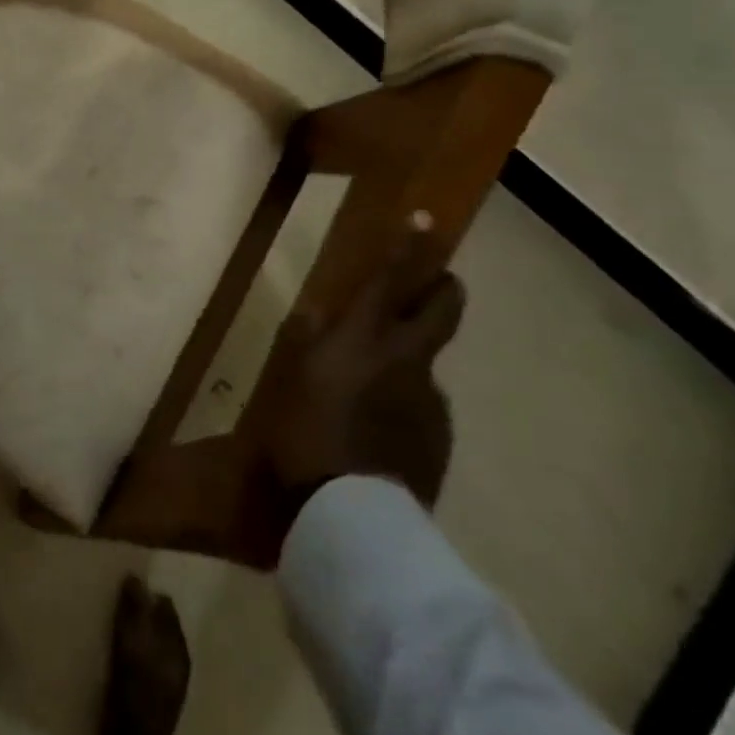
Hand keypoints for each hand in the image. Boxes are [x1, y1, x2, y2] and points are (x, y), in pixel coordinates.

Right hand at [257, 224, 463, 516]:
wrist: (353, 515)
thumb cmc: (305, 432)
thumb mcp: (291, 377)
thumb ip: (308, 339)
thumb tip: (318, 311)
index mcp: (365, 339)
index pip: (392, 281)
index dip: (408, 248)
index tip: (424, 219)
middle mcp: (407, 360)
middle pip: (441, 311)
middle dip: (442, 289)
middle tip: (437, 282)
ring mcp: (429, 400)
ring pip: (426, 363)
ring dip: (409, 360)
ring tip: (373, 387)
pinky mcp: (438, 437)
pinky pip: (422, 405)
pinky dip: (405, 402)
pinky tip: (378, 428)